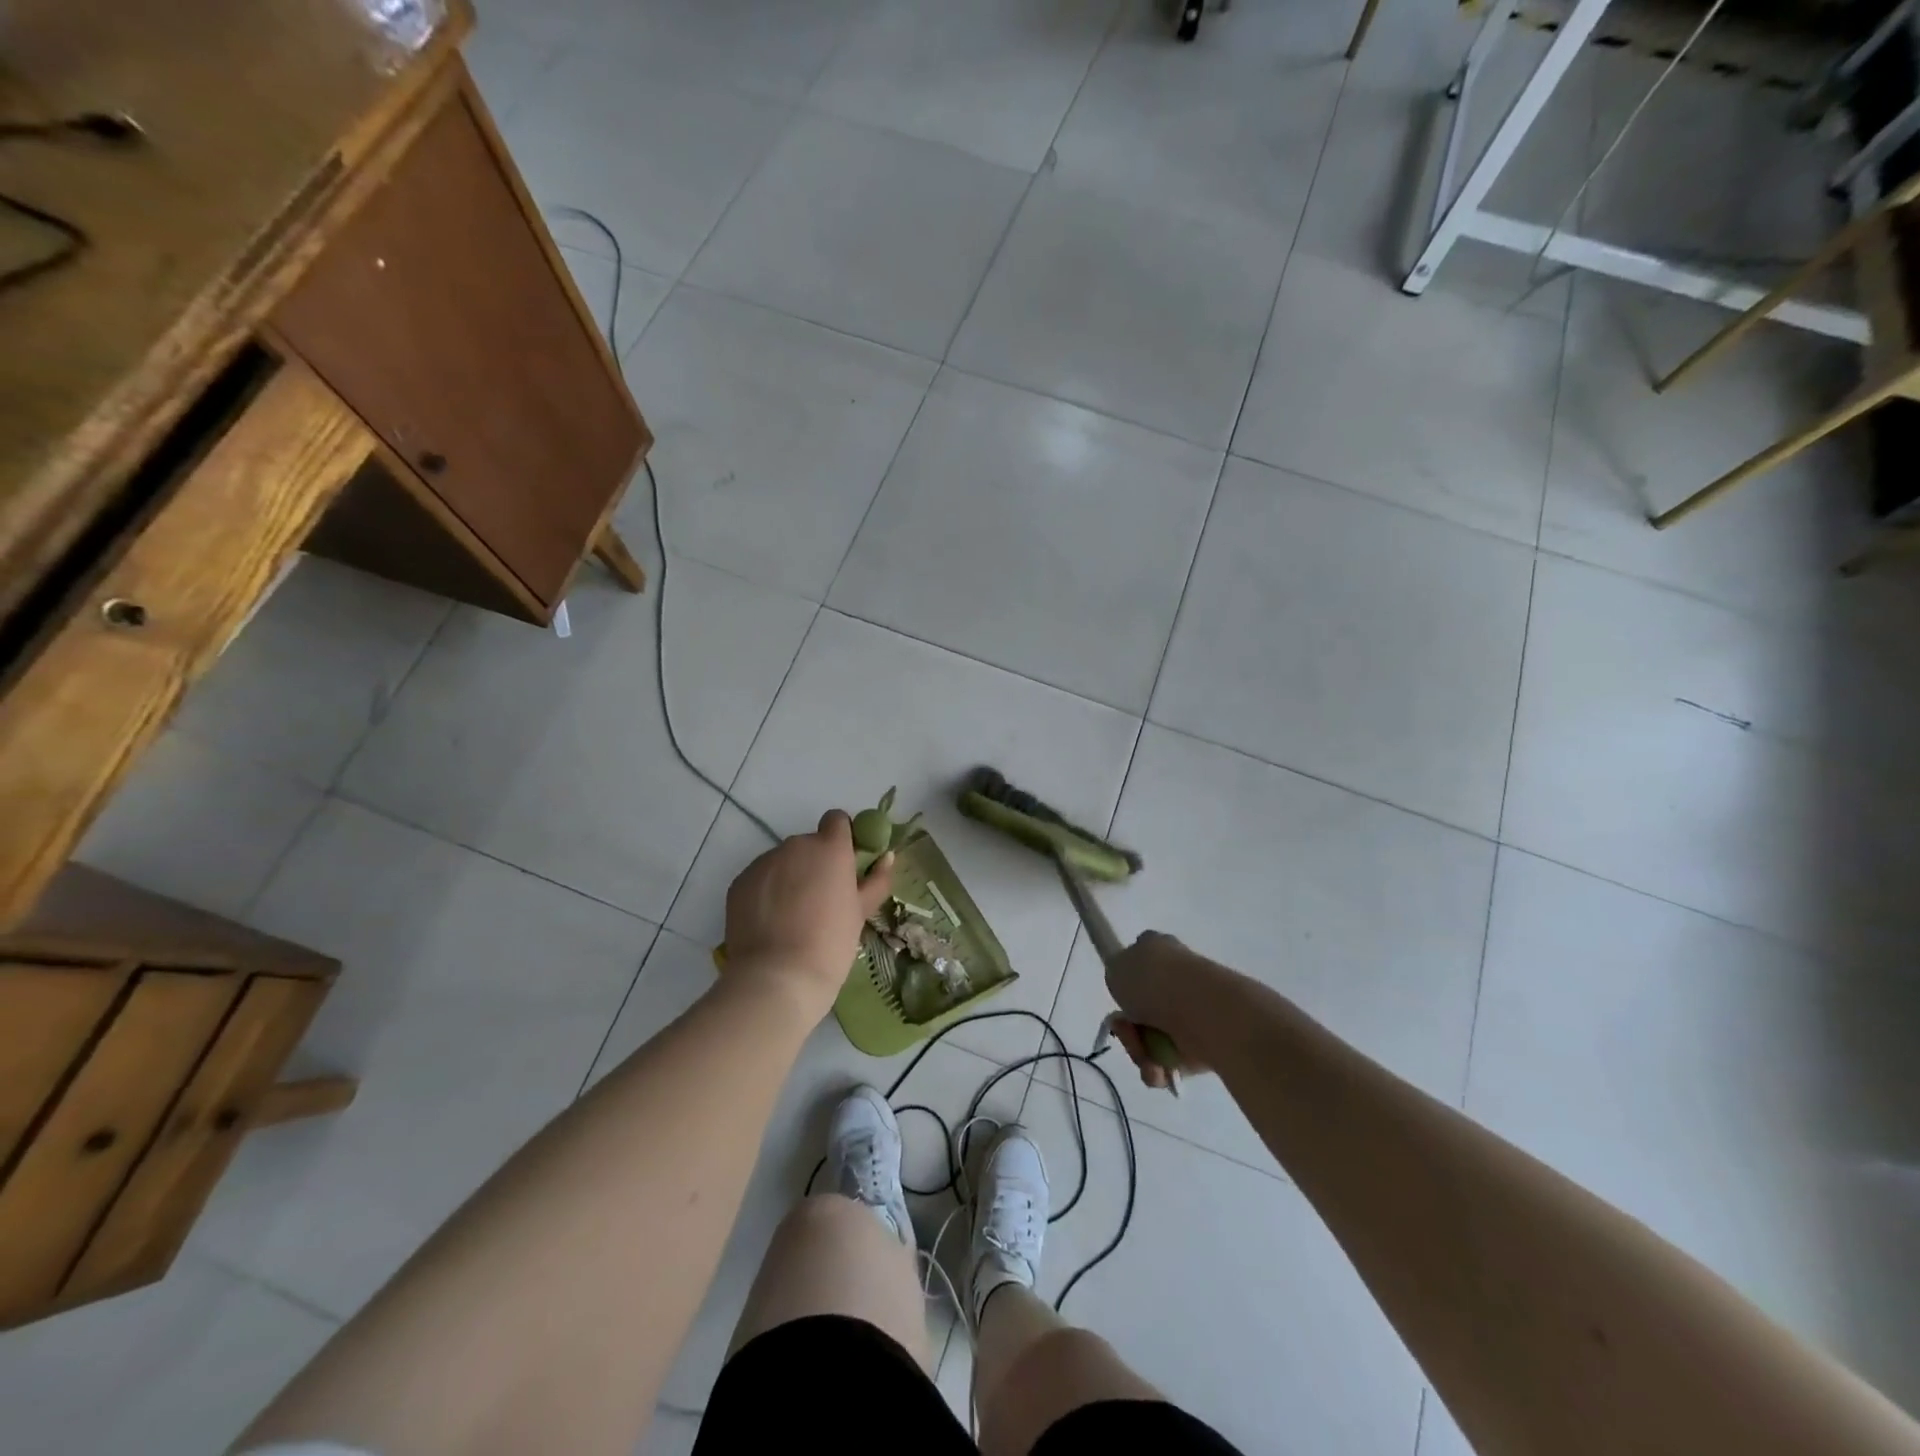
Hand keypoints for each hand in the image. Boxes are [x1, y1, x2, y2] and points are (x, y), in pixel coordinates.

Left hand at [724, 811, 894, 1021]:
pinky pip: (760, 879)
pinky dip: (766, 893)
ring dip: (790, 878)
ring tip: (792, 917)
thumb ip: (876, 880)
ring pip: (782, 862)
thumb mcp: (861, 913)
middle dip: (815, 864)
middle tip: (821, 901)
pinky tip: (771, 923)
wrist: (777, 978)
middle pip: (808, 845)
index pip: (836, 820)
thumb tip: (887, 857)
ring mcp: (763, 862)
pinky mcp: (739, 882)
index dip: (842, 838)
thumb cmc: (830, 944)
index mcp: (829, 848)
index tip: (844, 866)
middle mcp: (795, 846)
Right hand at [1105, 931, 1219, 1089]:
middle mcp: (1177, 978)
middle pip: (1141, 1009)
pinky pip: (1173, 1061)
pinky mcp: (1205, 1043)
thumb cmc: (1153, 981)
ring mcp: (1193, 1011)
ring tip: (1146, 1059)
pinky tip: (1159, 1071)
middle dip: (1128, 1028)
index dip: (1126, 983)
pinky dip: (1161, 1070)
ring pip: (1154, 1038)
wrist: (1201, 1009)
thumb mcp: (1116, 967)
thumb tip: (1131, 989)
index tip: (1120, 1000)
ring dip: (1142, 1053)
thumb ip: (1117, 975)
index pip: (1139, 961)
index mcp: (1160, 949)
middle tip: (1127, 1032)